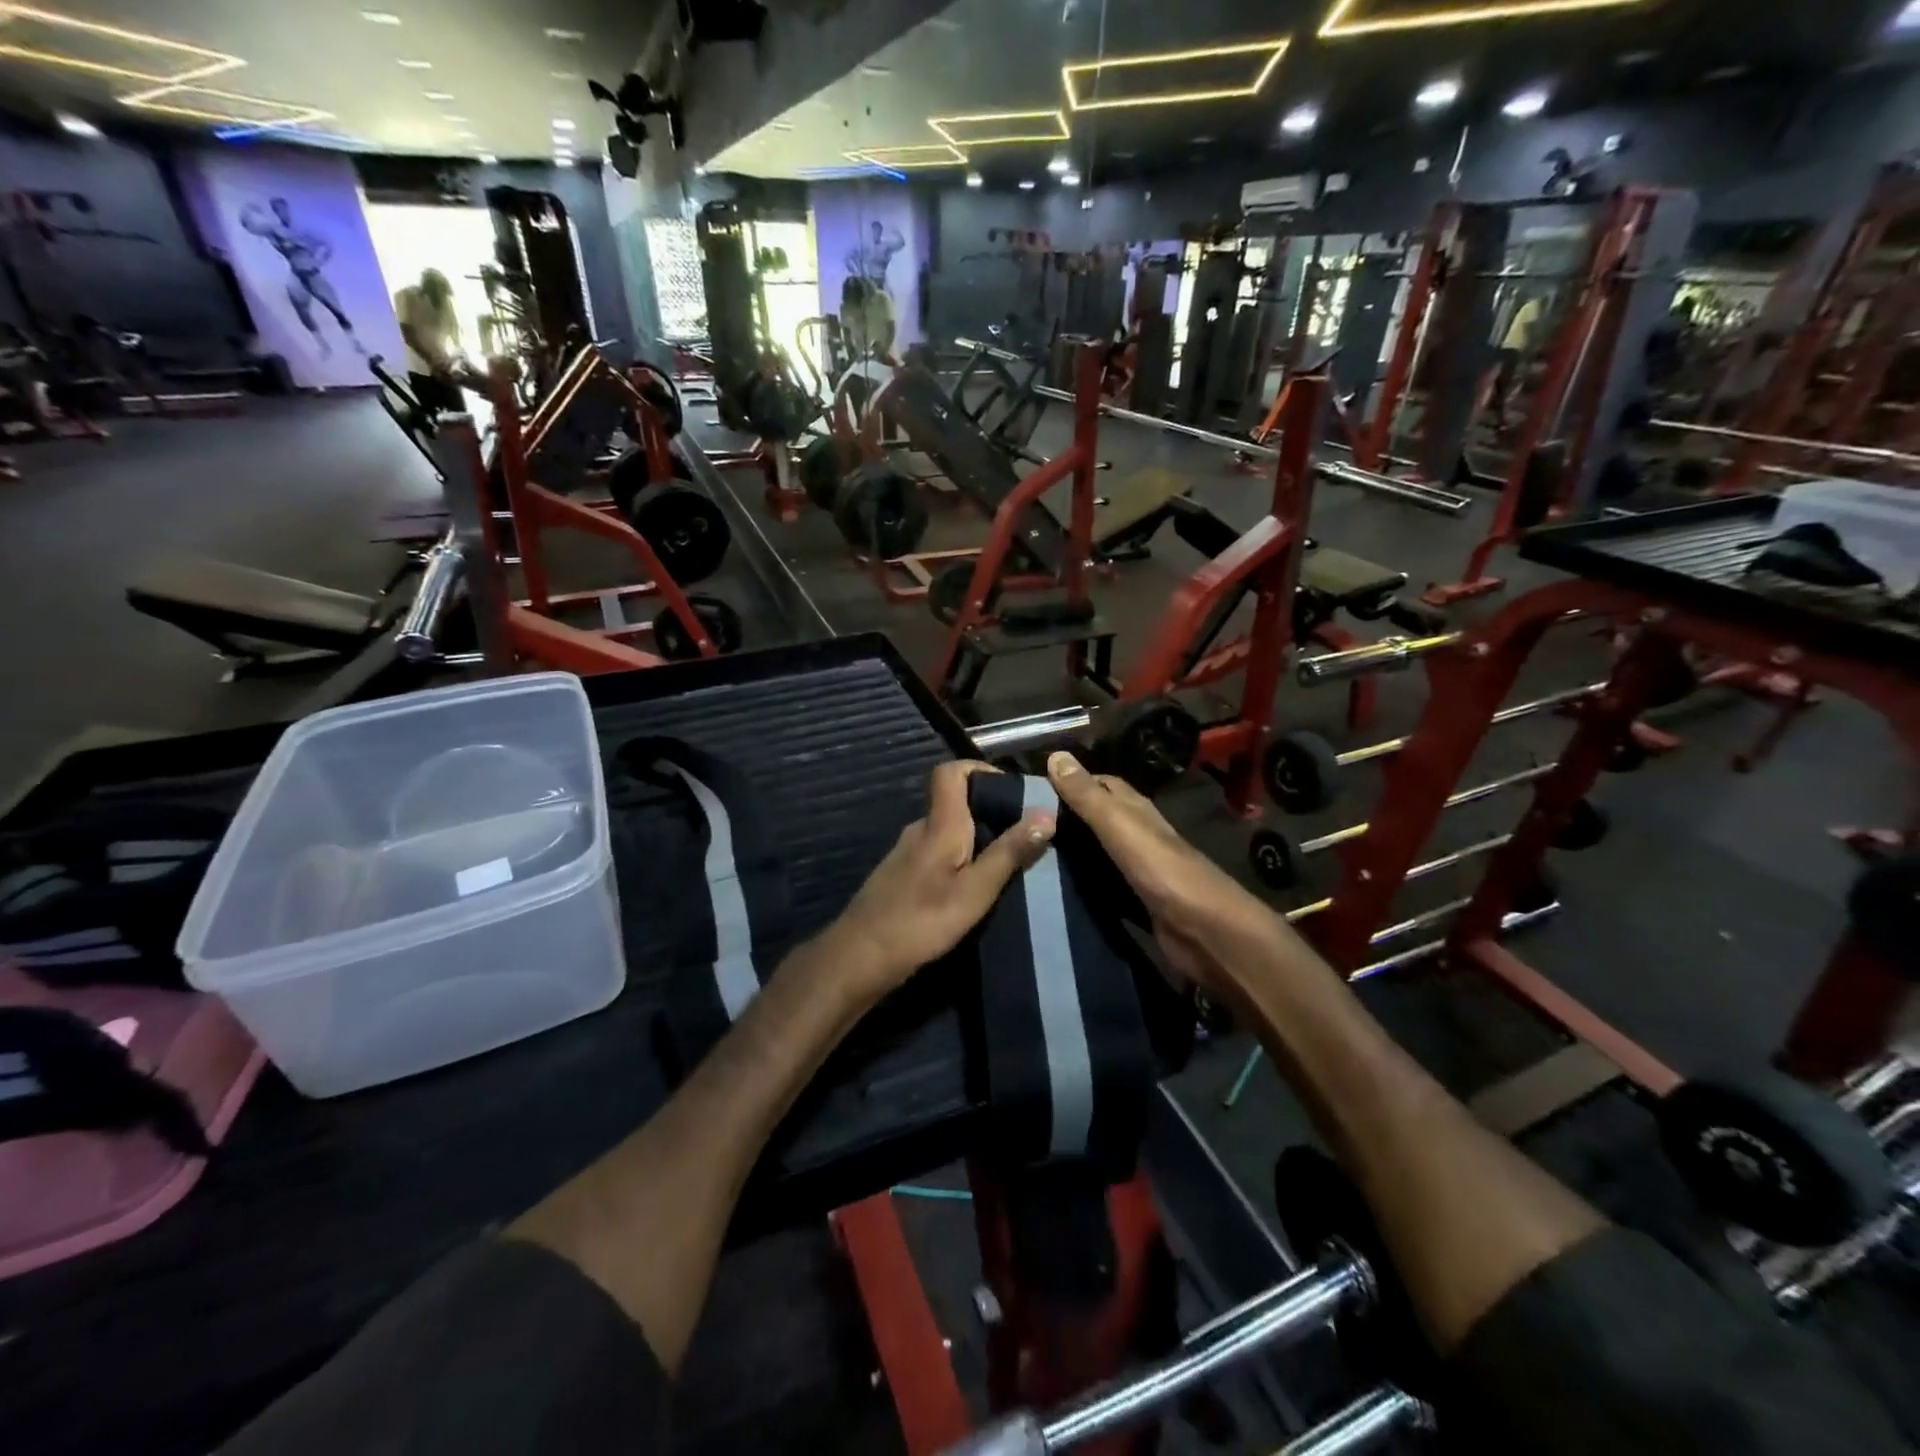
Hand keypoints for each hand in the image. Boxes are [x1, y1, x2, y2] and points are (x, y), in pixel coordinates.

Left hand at [827, 762, 1055, 1003]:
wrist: (860, 957)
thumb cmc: (922, 921)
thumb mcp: (976, 890)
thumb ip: (1009, 852)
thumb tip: (1046, 813)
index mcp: (939, 824)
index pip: (950, 772)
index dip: (979, 769)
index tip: (1010, 791)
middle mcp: (920, 829)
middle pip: (953, 802)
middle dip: (989, 811)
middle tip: (1021, 836)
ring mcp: (906, 853)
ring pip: (946, 831)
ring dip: (975, 839)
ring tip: (1004, 864)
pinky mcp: (901, 876)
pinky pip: (936, 853)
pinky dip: (957, 859)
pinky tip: (971, 888)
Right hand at [1045, 752, 1293, 994]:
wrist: (1206, 931)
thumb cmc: (1163, 871)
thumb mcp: (1120, 826)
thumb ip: (1088, 796)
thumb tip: (1055, 755)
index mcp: (1136, 810)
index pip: (1101, 783)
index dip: (1070, 780)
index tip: (1030, 787)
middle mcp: (1138, 834)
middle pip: (1099, 817)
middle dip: (1066, 817)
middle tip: (1021, 823)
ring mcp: (1139, 869)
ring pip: (1099, 851)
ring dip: (1072, 850)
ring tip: (1029, 852)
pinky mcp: (1137, 900)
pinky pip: (1103, 883)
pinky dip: (1082, 881)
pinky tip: (1058, 887)